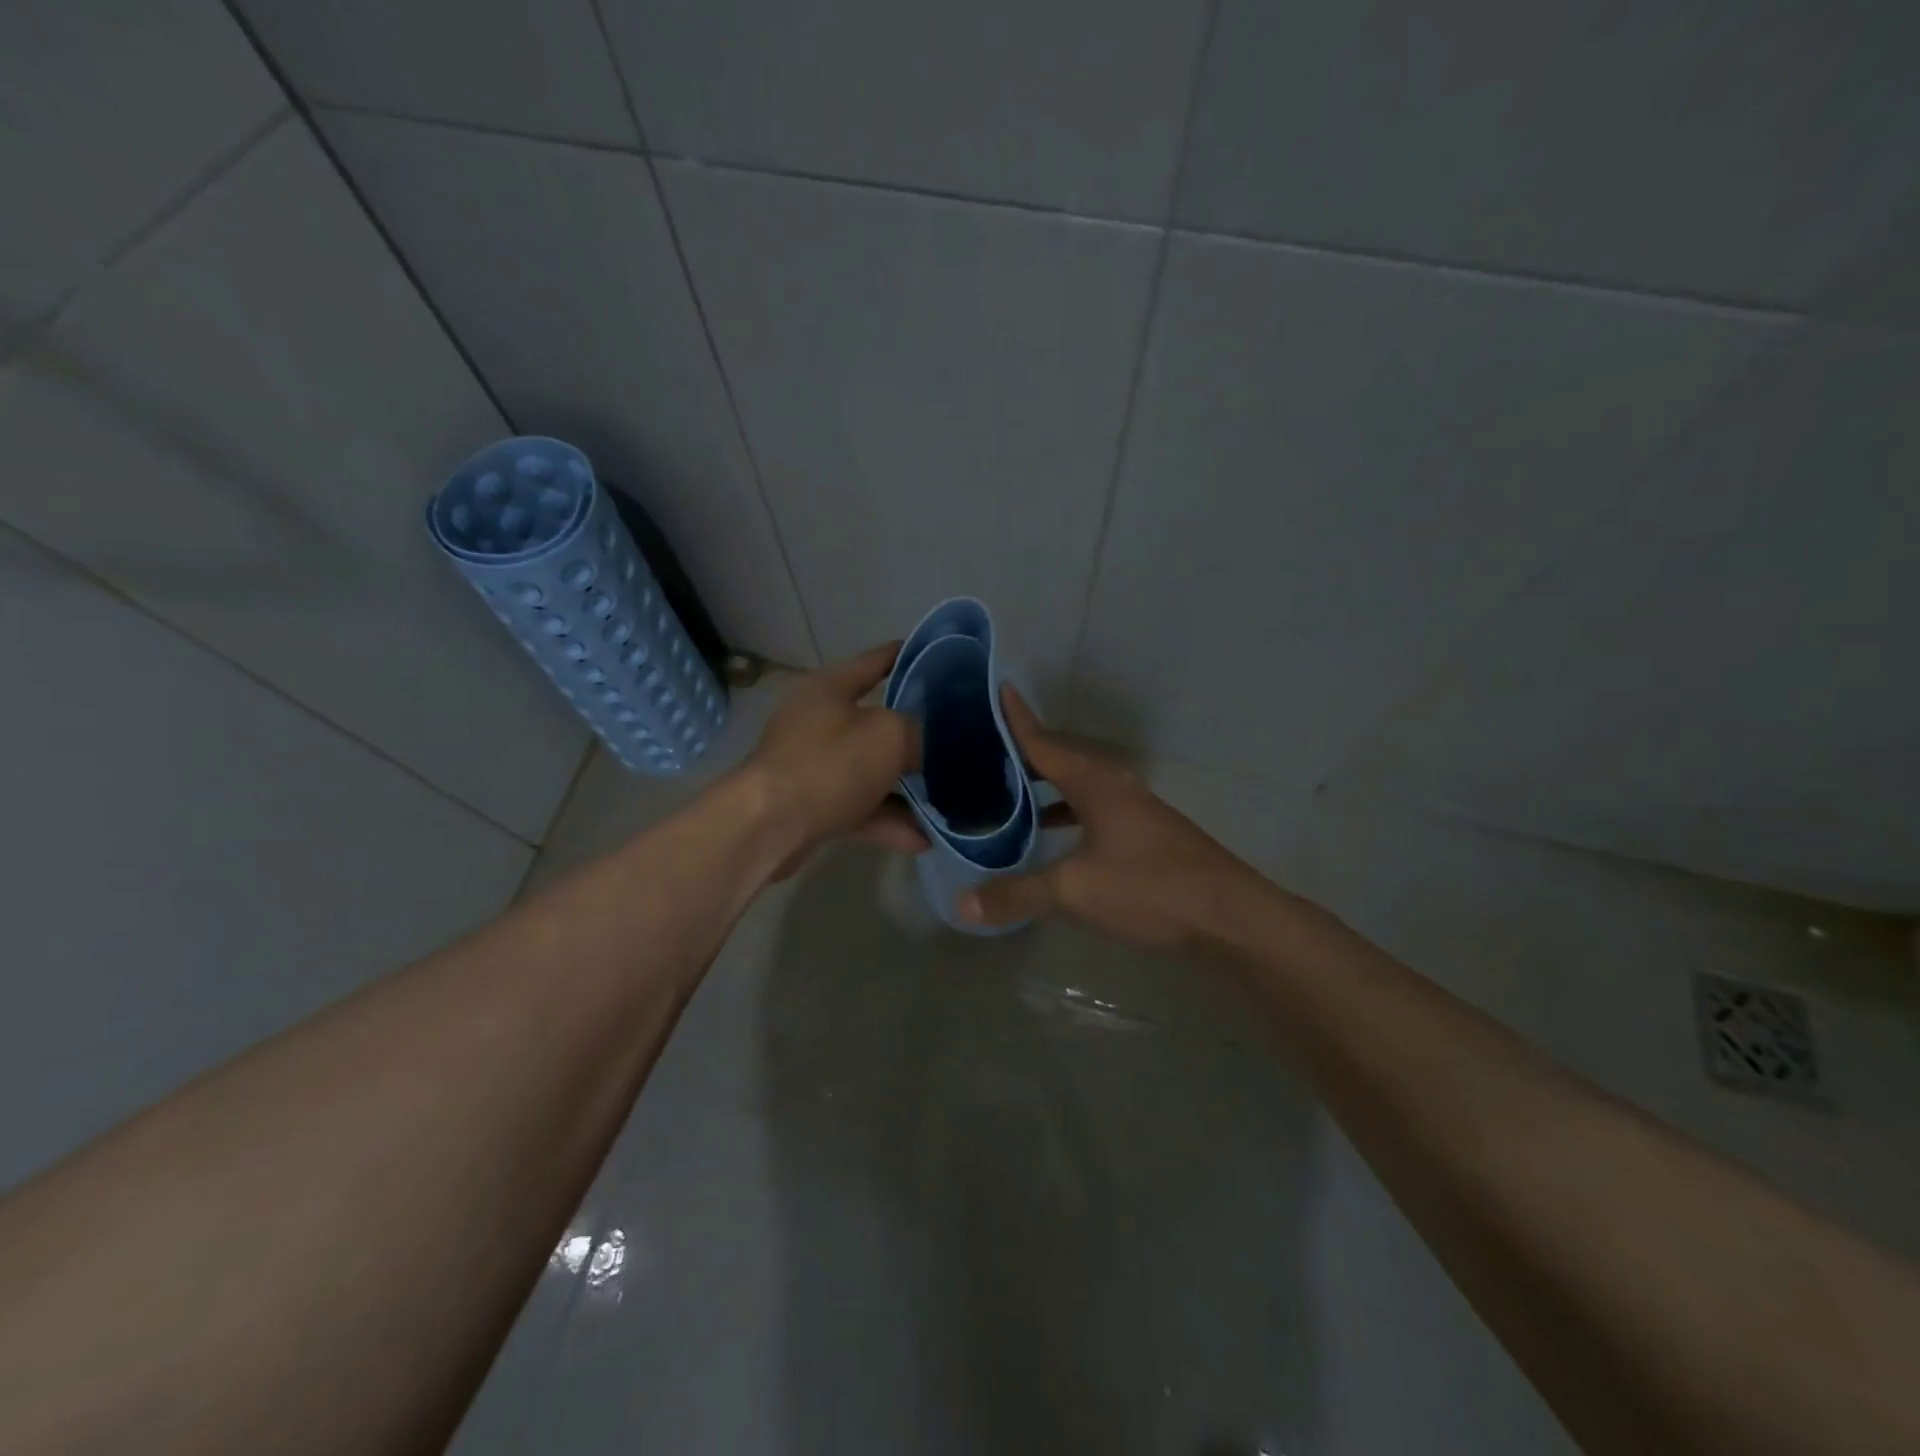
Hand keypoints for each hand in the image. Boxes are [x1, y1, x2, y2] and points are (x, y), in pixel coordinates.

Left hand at [745, 643, 927, 873]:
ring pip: (872, 772)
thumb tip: (936, 743)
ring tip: (950, 799)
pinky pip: (861, 809)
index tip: (941, 658)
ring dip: (907, 788)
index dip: (907, 656)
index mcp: (830, 688)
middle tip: (959, 738)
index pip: (875, 662)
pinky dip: (889, 822)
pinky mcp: (813, 806)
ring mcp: (815, 766)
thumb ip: (920, 732)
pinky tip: (923, 840)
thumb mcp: (889, 736)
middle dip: (918, 734)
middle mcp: (819, 722)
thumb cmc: (829, 764)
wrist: (768, 826)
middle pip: (878, 722)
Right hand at [957, 687, 1269, 947]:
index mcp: (1095, 783)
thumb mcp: (1076, 891)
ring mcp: (1134, 812)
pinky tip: (1052, 840)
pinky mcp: (1145, 837)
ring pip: (1078, 791)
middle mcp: (1114, 787)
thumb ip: (1018, 894)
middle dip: (1024, 757)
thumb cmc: (1150, 887)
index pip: (1045, 743)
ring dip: (1044, 791)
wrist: (1228, 916)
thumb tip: (963, 905)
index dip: (1018, 720)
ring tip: (1007, 797)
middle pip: (1060, 763)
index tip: (997, 690)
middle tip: (983, 754)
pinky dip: (1066, 818)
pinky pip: (1092, 814)